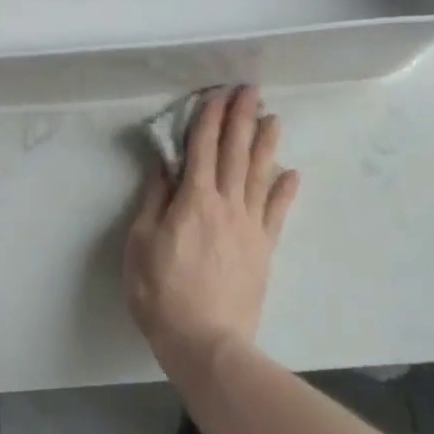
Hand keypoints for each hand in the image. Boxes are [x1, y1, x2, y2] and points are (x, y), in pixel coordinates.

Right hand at [124, 86, 299, 380]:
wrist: (206, 343)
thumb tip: (165, 165)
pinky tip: (292, 172)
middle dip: (241, 117)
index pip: (202, 147)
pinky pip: (277, 213)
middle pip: (235, 152)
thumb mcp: (141, 243)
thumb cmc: (162, 293)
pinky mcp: (264, 249)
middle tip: (250, 90)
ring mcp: (250, 226)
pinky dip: (285, 190)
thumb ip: (155, 200)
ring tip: (273, 117)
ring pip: (260, 174)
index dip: (209, 117)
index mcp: (194, 200)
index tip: (216, 93)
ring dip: (266, 143)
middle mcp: (226, 204)